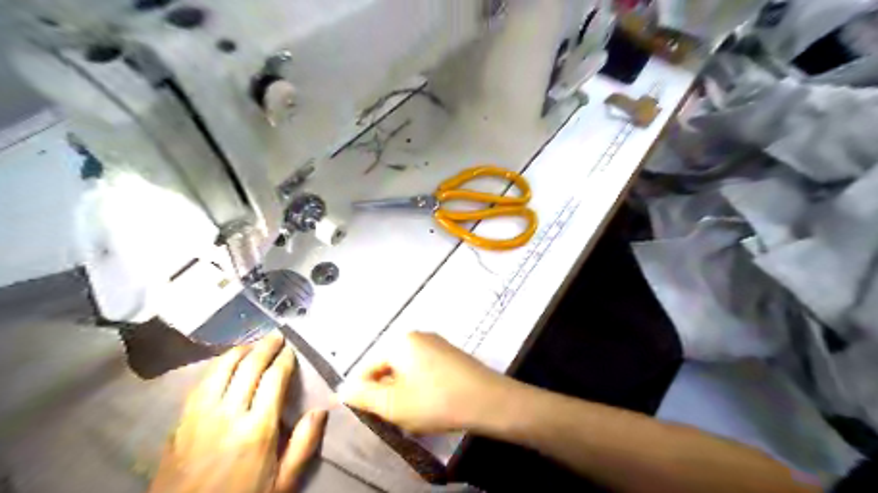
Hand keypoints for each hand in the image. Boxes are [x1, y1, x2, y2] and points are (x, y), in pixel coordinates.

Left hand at [150, 332, 328, 491]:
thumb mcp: (282, 484)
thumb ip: (303, 446)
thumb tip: (320, 411)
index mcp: (257, 429)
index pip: (273, 379)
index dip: (284, 359)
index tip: (290, 349)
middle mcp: (228, 415)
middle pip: (247, 367)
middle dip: (264, 347)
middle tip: (275, 336)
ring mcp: (199, 418)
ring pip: (219, 370)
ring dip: (237, 352)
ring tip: (250, 344)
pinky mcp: (179, 424)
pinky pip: (199, 385)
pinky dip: (215, 368)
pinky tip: (222, 365)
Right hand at [339, 332, 512, 434]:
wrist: (487, 400)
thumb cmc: (435, 401)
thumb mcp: (393, 404)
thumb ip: (364, 396)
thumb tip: (344, 389)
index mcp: (400, 342)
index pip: (368, 366)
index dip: (362, 391)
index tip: (367, 413)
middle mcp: (417, 336)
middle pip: (388, 366)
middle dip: (386, 391)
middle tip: (393, 415)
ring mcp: (436, 343)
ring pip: (407, 369)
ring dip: (403, 390)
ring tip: (412, 412)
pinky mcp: (450, 354)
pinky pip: (424, 368)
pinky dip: (420, 385)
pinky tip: (430, 402)